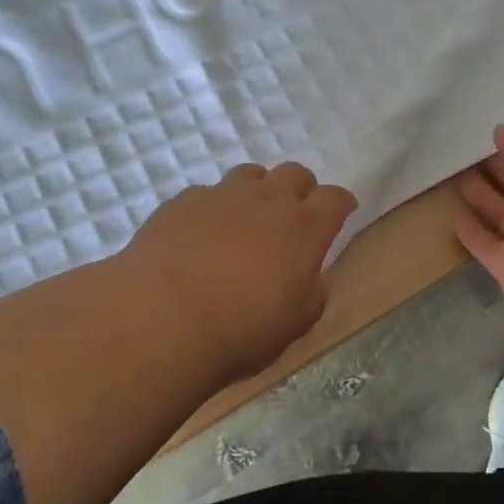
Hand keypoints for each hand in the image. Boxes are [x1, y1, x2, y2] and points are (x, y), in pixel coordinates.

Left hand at [121, 162, 357, 382]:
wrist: (162, 318)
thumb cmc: (241, 330)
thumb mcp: (294, 325)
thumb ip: (312, 294)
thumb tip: (315, 277)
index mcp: (305, 228)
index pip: (335, 198)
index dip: (341, 204)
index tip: (341, 212)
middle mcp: (268, 200)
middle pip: (295, 173)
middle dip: (300, 189)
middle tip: (292, 216)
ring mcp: (223, 195)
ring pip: (250, 174)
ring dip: (256, 190)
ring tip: (246, 219)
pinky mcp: (183, 201)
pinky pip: (207, 193)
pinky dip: (212, 208)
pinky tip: (200, 233)